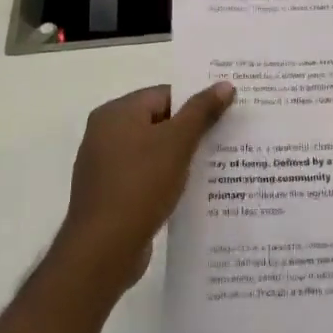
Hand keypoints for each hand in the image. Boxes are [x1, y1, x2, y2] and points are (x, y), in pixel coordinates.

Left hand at [51, 82, 235, 296]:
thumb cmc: (140, 185)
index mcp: (116, 113)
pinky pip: (145, 175)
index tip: (226, 113)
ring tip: (217, 164)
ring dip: (181, 157)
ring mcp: (105, 166)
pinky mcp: (111, 194)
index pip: (164, 95)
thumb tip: (225, 84)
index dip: (196, 102)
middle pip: (158, 121)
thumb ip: (201, 111)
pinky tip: (191, 190)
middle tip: (228, 137)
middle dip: (192, 130)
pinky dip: (167, 178)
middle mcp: (105, 133)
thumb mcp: (177, 143)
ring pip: (153, 150)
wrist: (104, 249)